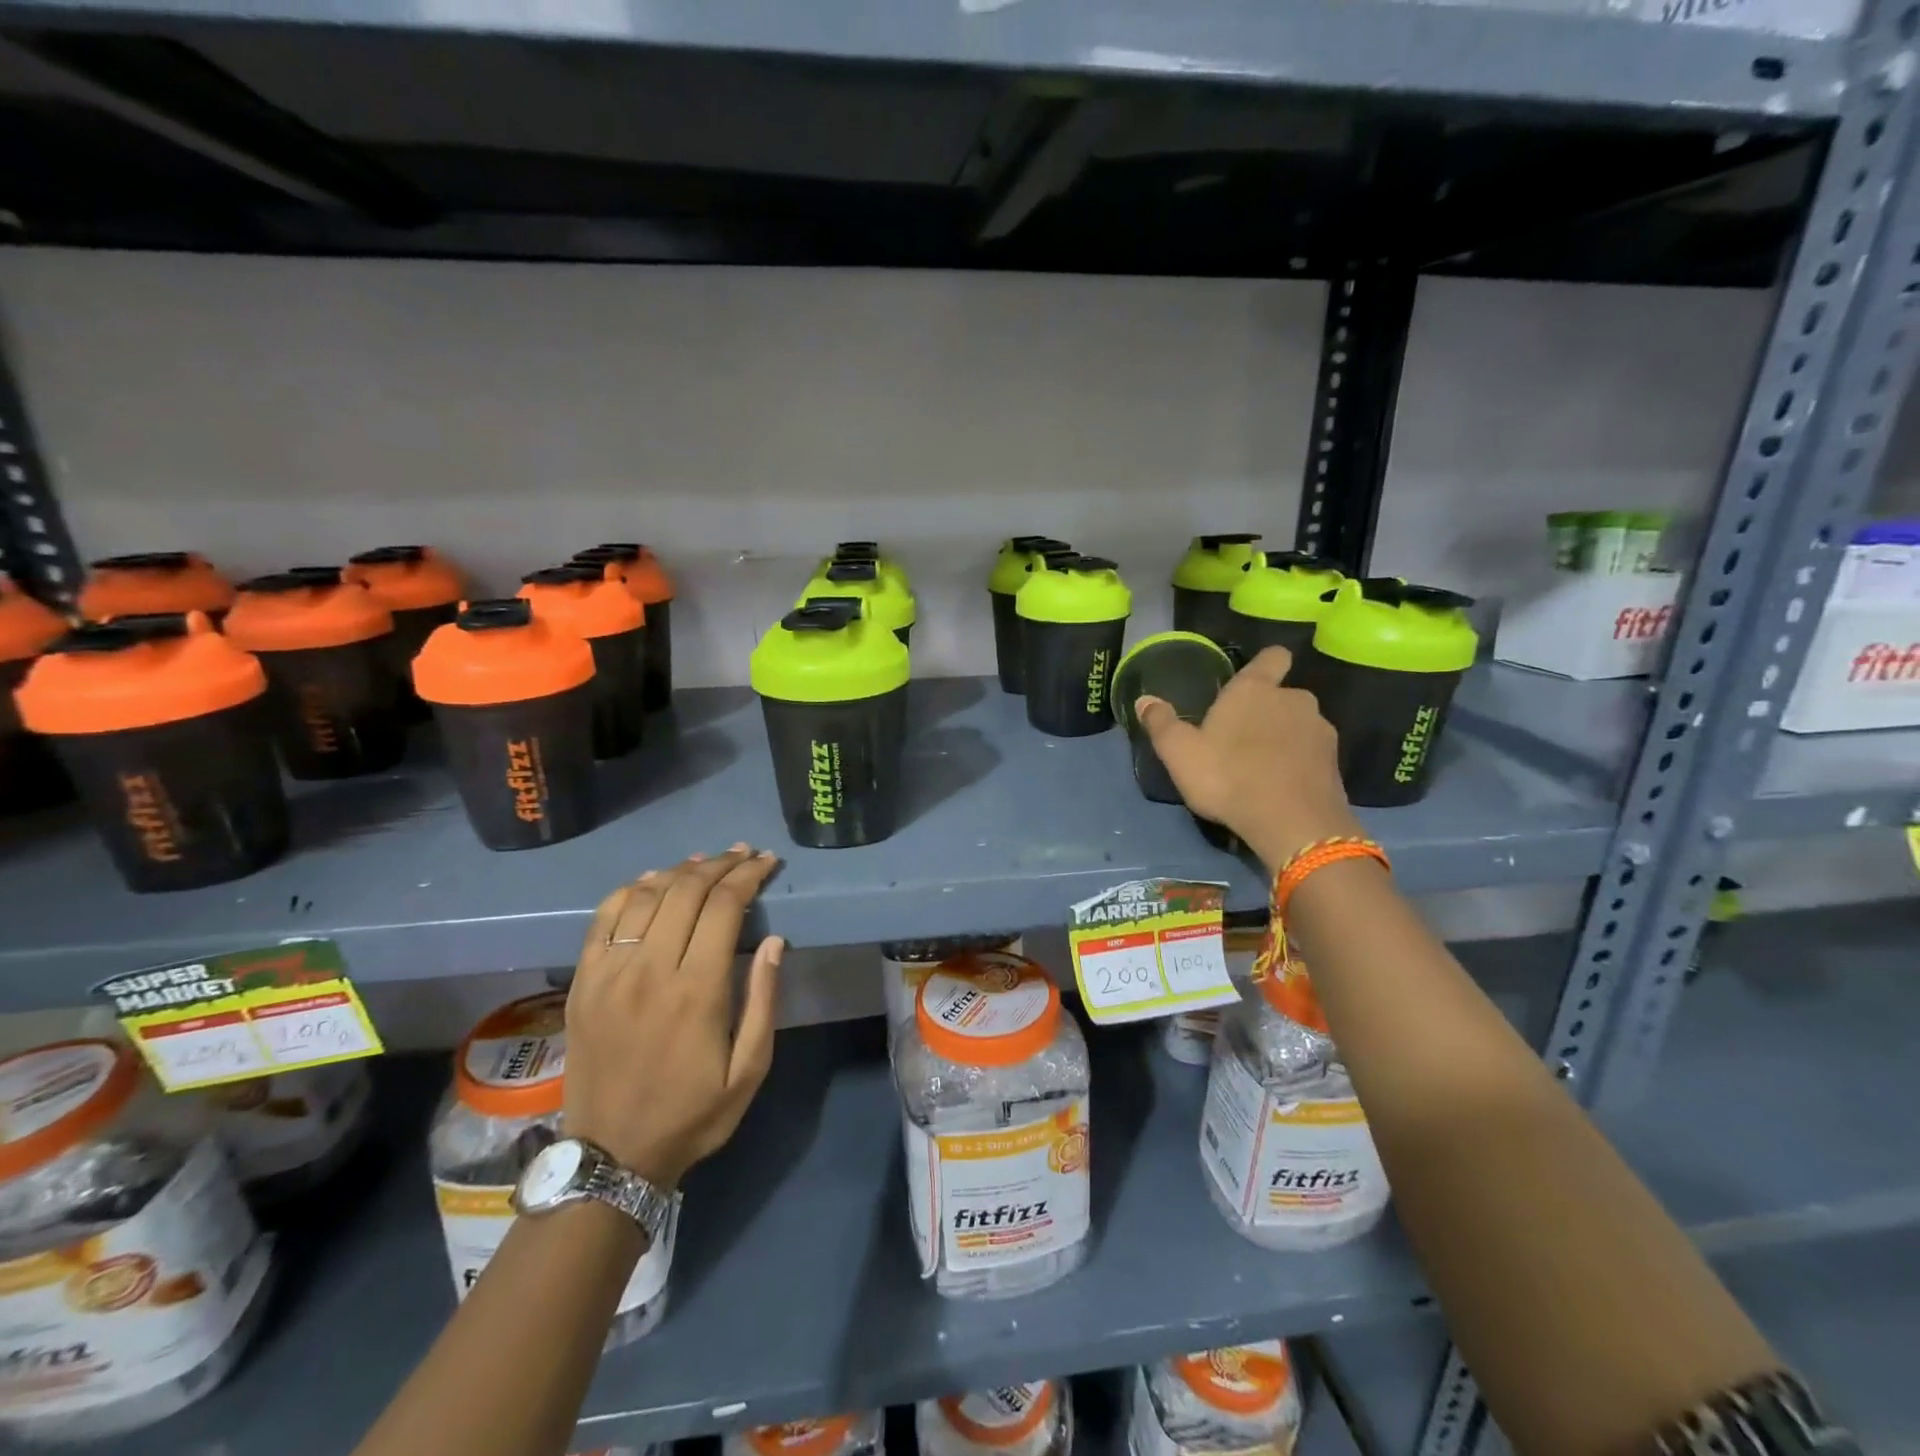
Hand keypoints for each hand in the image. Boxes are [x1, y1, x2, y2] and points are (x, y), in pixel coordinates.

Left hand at [563, 845, 783, 1188]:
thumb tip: (775, 941)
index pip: (724, 907)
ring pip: (647, 896)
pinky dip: (631, 890)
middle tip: (743, 854)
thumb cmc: (693, 1113)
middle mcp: (650, 969)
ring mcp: (610, 973)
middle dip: (721, 864)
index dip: (748, 876)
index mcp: (697, 990)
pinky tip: (652, 881)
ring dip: (680, 870)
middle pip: (686, 891)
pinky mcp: (583, 982)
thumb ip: (763, 1000)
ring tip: (705, 861)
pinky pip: (604, 918)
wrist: (611, 1155)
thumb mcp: (750, 1069)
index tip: (767, 862)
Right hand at [1135, 645, 1362, 869]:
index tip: (1252, 680)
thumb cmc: (1228, 777)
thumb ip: (1162, 723)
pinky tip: (1281, 787)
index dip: (1265, 664)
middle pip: (1282, 695)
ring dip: (1284, 739)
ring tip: (1261, 768)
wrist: (1293, 823)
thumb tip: (1144, 700)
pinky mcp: (1335, 762)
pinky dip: (1299, 764)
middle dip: (1266, 711)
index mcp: (1255, 689)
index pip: (1272, 657)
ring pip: (1299, 725)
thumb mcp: (1180, 753)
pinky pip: (1312, 754)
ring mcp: (1320, 730)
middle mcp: (1294, 699)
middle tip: (1240, 740)